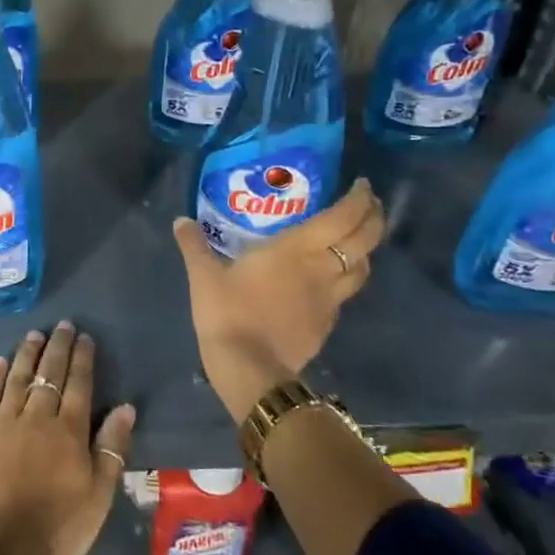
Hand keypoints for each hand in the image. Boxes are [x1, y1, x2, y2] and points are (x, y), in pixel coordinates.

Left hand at [0, 321, 136, 554]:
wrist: (3, 551)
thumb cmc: (60, 527)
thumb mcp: (99, 494)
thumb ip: (112, 447)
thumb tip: (125, 406)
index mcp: (69, 431)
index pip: (79, 384)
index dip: (83, 359)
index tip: (85, 337)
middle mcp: (37, 417)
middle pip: (49, 373)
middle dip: (58, 347)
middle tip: (63, 325)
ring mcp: (4, 422)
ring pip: (18, 377)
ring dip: (28, 353)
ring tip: (35, 334)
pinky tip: (1, 361)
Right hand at [172, 177, 386, 420]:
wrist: (250, 368)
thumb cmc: (229, 313)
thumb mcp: (204, 276)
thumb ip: (194, 245)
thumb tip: (180, 220)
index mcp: (296, 249)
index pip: (343, 217)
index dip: (360, 199)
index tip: (362, 185)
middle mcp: (322, 269)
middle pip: (365, 240)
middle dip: (373, 218)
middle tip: (369, 205)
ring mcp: (329, 299)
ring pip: (363, 269)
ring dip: (365, 250)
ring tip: (355, 241)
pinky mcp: (327, 324)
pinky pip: (345, 294)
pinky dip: (346, 279)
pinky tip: (330, 281)